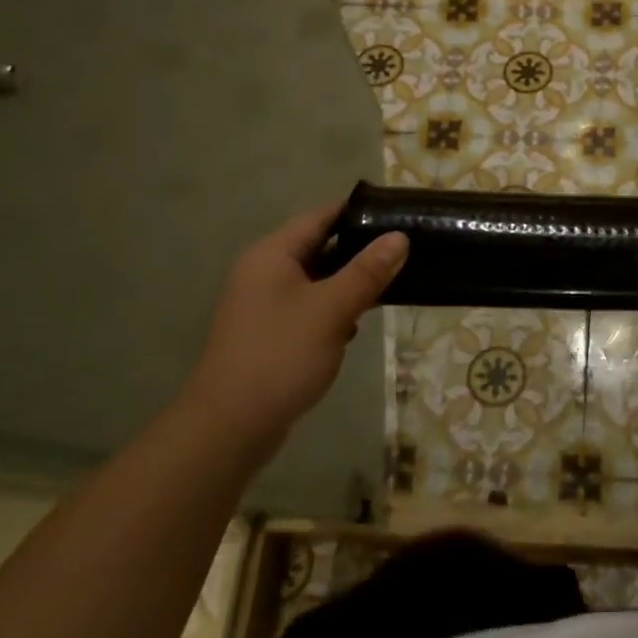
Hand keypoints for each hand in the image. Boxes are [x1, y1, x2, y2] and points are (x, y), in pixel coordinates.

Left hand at [177, 201, 406, 456]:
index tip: (398, 210)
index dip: (358, 210)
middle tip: (407, 246)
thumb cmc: (281, 356)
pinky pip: (311, 307)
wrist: (230, 426)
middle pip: (319, 246)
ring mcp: (265, 305)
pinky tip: (360, 322)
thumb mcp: (332, 309)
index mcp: (272, 255)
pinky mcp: (272, 333)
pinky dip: (336, 308)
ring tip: (394, 280)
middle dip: (360, 248)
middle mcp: (265, 272)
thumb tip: (399, 237)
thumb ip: (367, 271)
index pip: (320, 216)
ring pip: (318, 280)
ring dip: (351, 281)